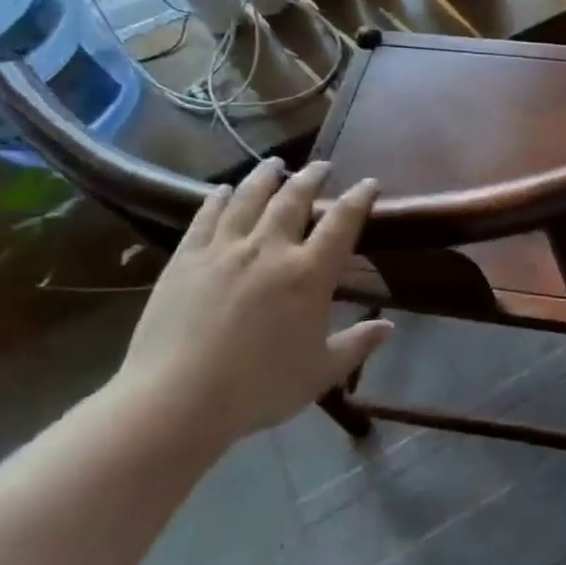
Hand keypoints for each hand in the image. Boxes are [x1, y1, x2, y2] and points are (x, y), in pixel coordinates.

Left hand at [110, 159, 389, 451]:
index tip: (369, 184)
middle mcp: (269, 249)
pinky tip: (222, 190)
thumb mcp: (320, 372)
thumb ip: (357, 345)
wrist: (176, 401)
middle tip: (322, 166)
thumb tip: (389, 327)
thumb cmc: (259, 388)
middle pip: (294, 198)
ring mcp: (224, 250)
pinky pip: (206, 217)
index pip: (342, 222)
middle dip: (312, 177)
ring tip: (275, 163)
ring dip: (265, 176)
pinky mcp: (186, 259)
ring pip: (249, 198)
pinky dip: (217, 198)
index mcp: (309, 274)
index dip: (359, 198)